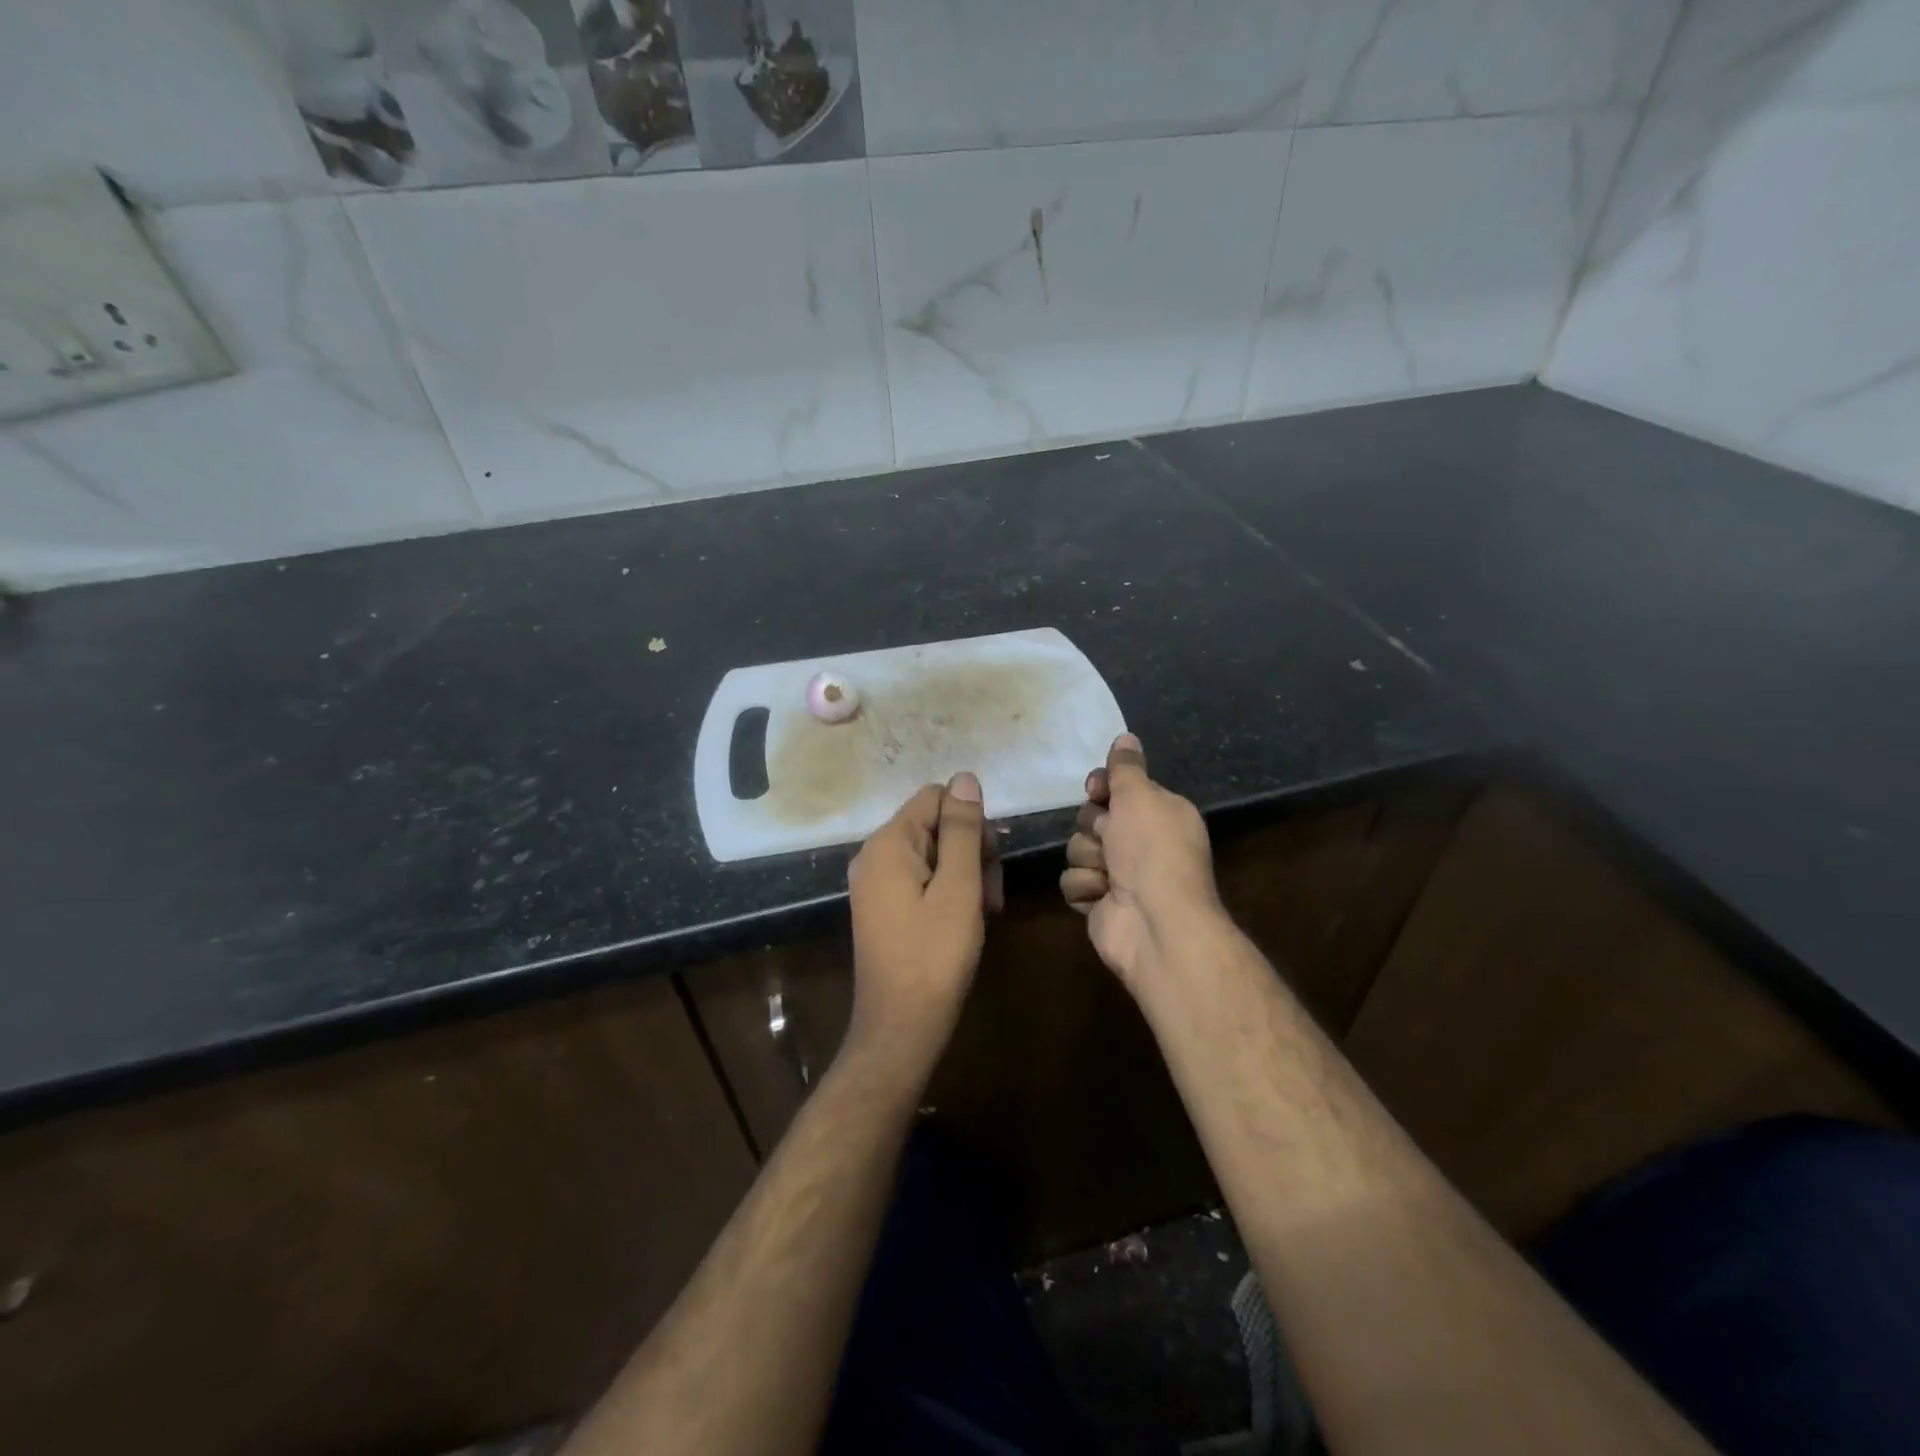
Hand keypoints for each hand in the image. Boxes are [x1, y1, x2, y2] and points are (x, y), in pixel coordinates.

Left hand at [846, 773, 1002, 1066]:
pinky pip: (921, 879)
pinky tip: (966, 920)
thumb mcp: (959, 888)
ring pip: (933, 854)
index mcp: (887, 844)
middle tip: (991, 895)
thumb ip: (963, 830)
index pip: (936, 797)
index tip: (989, 862)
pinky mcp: (883, 907)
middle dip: (971, 851)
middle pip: (935, 825)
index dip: (970, 822)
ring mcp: (875, 884)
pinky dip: (949, 892)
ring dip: (966, 875)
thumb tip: (964, 777)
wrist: (901, 1028)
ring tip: (984, 912)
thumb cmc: (935, 956)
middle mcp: (874, 856)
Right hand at [1061, 735, 1223, 988]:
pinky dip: (1085, 888)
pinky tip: (1103, 897)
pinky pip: (1072, 881)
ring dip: (1089, 860)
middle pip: (1092, 818)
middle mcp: (1140, 842)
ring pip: (1077, 849)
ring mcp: (1119, 875)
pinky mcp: (1099, 902)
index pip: (1117, 789)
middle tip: (1109, 839)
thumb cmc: (1152, 851)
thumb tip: (1126, 736)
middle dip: (1094, 828)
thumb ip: (1127, 767)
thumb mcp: (1141, 797)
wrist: (1154, 922)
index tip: (1097, 791)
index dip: (1101, 788)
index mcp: (1159, 814)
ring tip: (1110, 875)